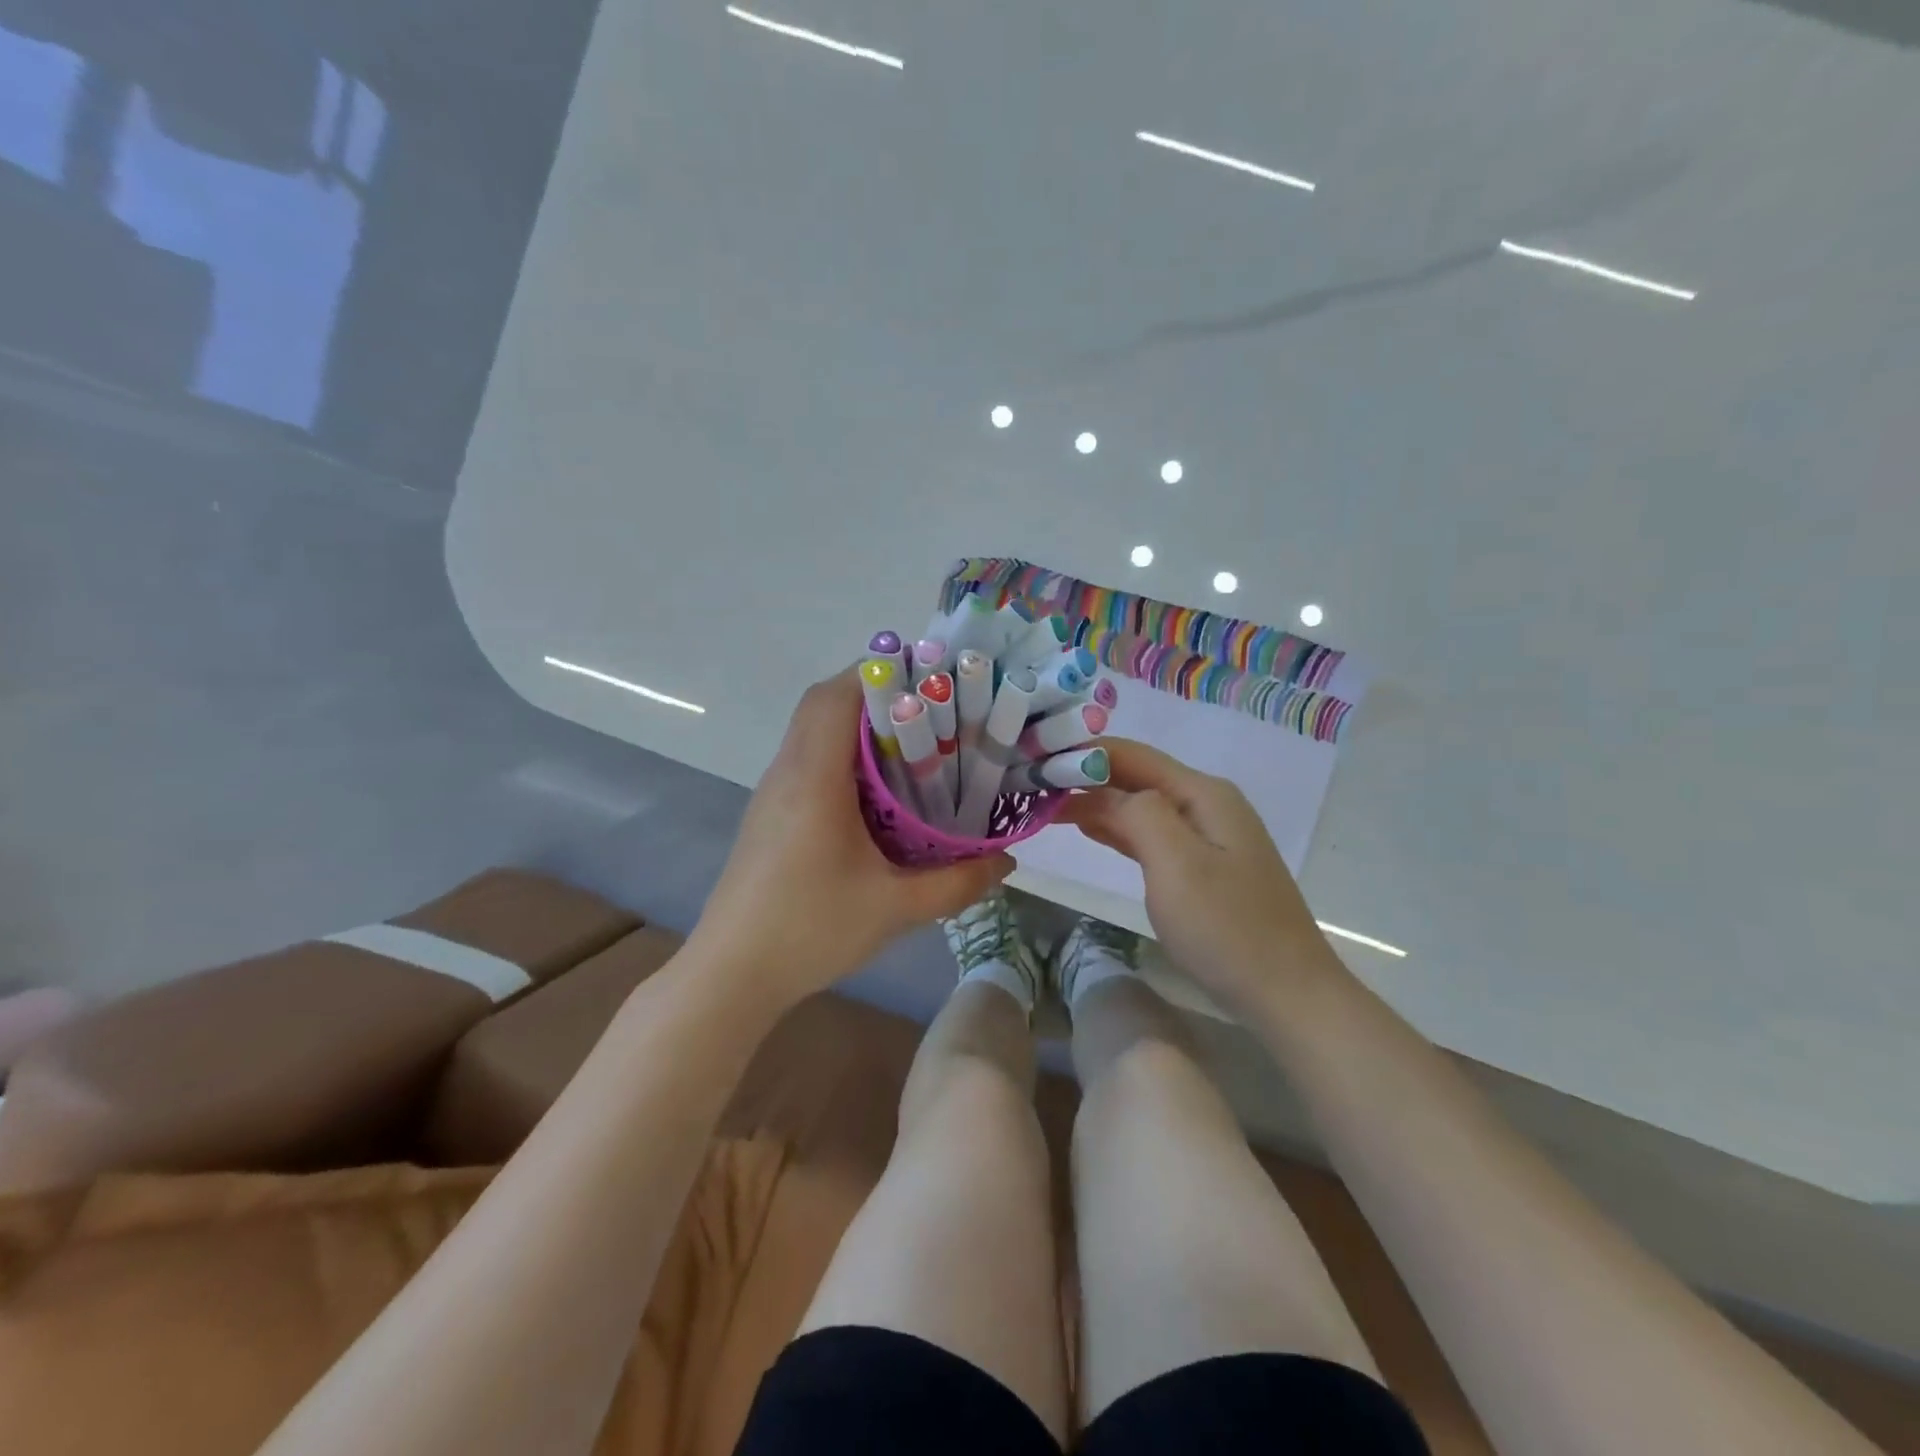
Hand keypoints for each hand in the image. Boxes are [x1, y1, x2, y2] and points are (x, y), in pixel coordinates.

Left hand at [689, 668, 1011, 1004]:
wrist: (732, 973)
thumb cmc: (810, 930)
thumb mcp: (896, 908)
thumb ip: (958, 882)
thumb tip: (1007, 862)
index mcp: (815, 778)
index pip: (836, 696)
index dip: (878, 672)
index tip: (928, 678)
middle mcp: (788, 771)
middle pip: (823, 704)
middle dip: (875, 693)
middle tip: (930, 710)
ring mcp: (773, 792)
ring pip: (812, 730)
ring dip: (857, 724)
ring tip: (913, 744)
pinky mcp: (769, 814)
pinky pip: (807, 760)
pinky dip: (841, 754)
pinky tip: (877, 791)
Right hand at [1059, 739, 1338, 1017]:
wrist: (1286, 992)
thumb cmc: (1227, 927)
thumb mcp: (1177, 864)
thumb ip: (1138, 813)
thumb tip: (1103, 791)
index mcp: (1201, 793)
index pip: (1130, 755)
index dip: (1081, 753)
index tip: (1033, 759)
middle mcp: (1205, 803)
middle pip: (1135, 776)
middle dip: (1083, 775)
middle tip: (1029, 784)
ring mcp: (1206, 835)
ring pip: (1139, 804)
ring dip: (1094, 801)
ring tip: (1045, 803)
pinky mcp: (1201, 865)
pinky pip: (1149, 833)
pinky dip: (1115, 828)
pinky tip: (1087, 827)